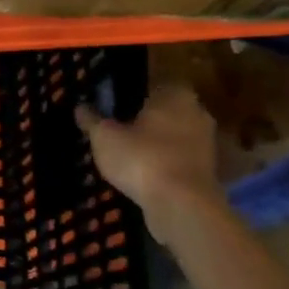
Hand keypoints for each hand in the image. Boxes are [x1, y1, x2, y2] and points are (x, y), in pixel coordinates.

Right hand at [76, 83, 225, 238]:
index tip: (114, 105)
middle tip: (118, 129)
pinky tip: (142, 173)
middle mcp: (197, 112)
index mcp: (175, 95)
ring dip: (155, 143)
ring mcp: (206, 142)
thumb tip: (80, 106)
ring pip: (173, 136)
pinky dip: (163, 163)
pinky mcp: (207, 169)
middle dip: (145, 119)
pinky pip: (178, 159)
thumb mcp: (104, 137)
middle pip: (165, 111)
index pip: (154, 84)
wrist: (182, 204)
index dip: (133, 94)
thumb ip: (92, 120)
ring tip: (127, 154)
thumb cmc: (142, 158)